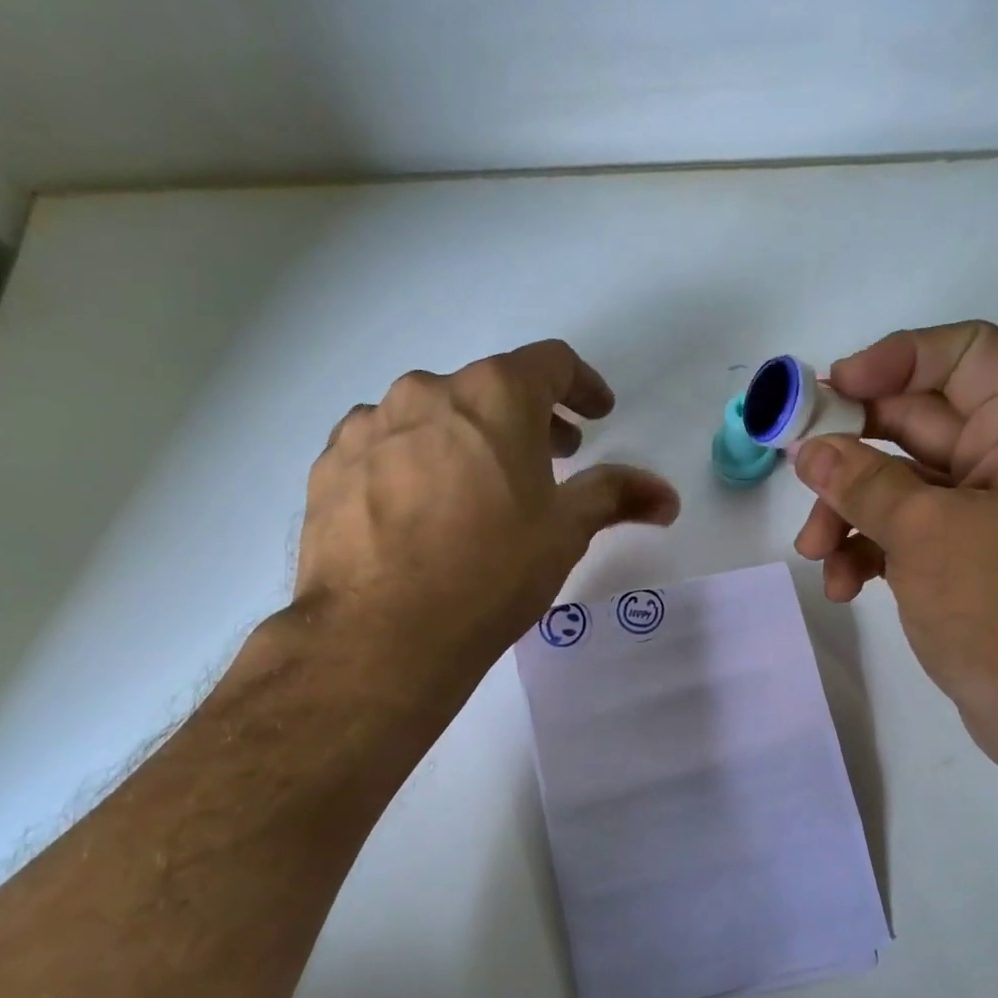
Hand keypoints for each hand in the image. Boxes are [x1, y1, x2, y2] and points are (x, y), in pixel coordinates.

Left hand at [282, 339, 678, 711]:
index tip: (595, 415)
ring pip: (431, 417)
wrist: (381, 633)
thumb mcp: (564, 533)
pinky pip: (384, 447)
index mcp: (495, 396)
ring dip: (464, 440)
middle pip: (489, 389)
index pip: (551, 363)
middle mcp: (427, 392)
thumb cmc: (491, 573)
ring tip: (475, 493)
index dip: (582, 386)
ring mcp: (369, 424)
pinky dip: (412, 463)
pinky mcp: (330, 463)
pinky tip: (417, 511)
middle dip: (526, 420)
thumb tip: (667, 495)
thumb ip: (615, 497)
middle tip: (547, 460)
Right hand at [791, 322, 997, 771]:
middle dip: (849, 452)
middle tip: (795, 469)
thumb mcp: (926, 533)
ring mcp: (979, 514)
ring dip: (847, 512)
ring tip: (815, 554)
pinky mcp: (958, 559)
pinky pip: (900, 532)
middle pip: (913, 422)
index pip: (963, 354)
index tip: (835, 391)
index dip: (898, 358)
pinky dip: (866, 550)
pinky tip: (843, 587)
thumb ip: (863, 482)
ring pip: (895, 484)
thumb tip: (809, 450)